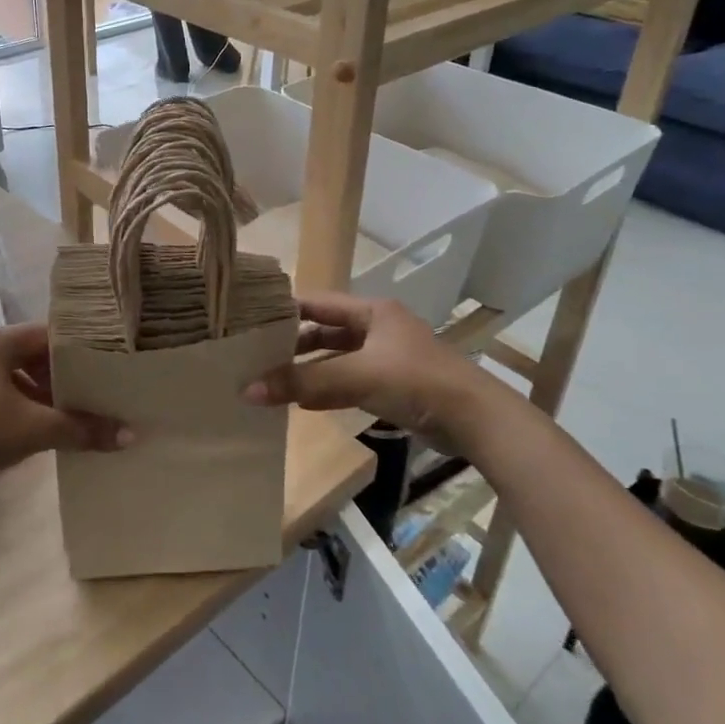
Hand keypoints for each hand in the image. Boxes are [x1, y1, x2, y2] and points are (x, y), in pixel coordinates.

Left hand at [0, 324, 126, 485]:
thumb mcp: (36, 429)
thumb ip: (82, 429)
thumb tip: (128, 436)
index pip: (46, 334)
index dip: (75, 350)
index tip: (98, 367)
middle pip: (26, 353)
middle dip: (54, 375)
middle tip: (82, 394)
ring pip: (7, 373)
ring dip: (33, 391)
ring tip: (58, 414)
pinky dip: (10, 402)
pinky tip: (24, 427)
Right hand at [245, 293, 519, 453]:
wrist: (477, 421)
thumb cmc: (416, 382)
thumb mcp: (356, 377)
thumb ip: (303, 383)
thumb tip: (247, 390)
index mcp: (372, 311)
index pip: (317, 302)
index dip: (284, 310)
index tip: (249, 322)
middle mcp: (378, 328)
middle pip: (325, 330)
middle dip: (293, 343)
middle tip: (255, 355)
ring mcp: (386, 357)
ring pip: (336, 358)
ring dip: (308, 369)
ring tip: (272, 379)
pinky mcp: (393, 385)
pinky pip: (350, 381)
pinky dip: (327, 388)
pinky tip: (303, 402)